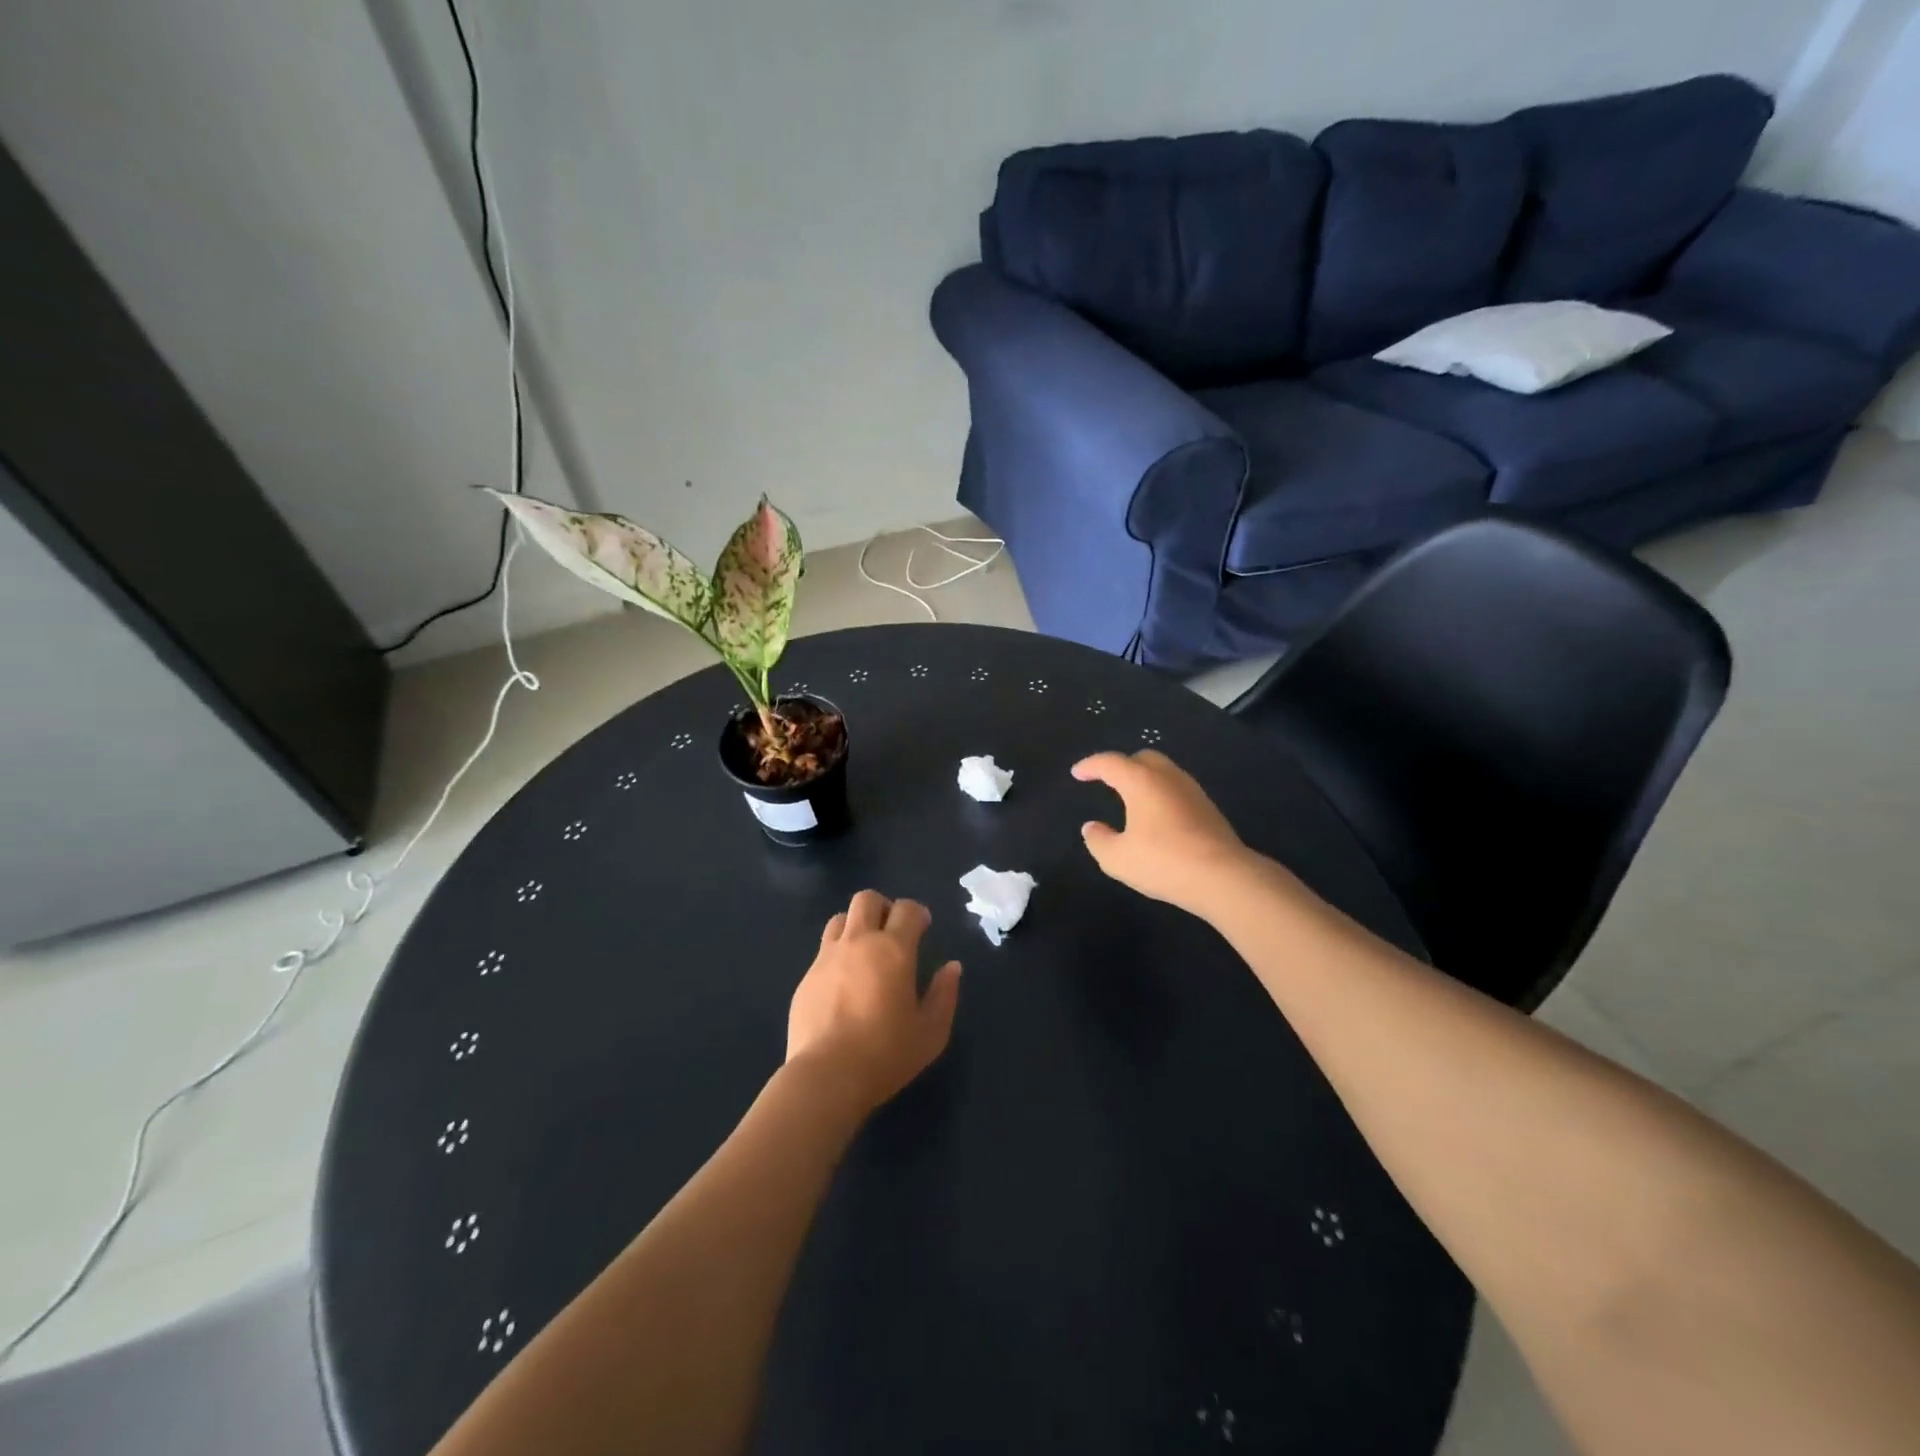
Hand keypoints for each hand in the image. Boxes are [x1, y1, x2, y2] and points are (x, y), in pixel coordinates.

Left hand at [786, 891, 961, 1116]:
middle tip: (892, 933)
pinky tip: (843, 983)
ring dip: (856, 925)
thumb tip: (952, 967)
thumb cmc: (886, 1054)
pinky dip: (837, 954)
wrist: (826, 1076)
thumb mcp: (931, 1032)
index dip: (918, 913)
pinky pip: (823, 950)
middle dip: (883, 907)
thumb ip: (945, 994)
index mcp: (893, 950)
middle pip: (866, 898)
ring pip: (840, 918)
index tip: (923, 928)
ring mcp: (827, 957)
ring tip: (865, 952)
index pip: (907, 908)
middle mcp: (859, 942)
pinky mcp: (806, 977)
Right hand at [1073, 750, 1254, 915]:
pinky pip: (1177, 790)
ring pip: (1163, 772)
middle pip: (1142, 758)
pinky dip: (1160, 794)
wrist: (1224, 877)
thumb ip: (1098, 840)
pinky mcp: (1208, 808)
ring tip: (1131, 799)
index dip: (1090, 765)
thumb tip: (1091, 827)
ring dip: (1144, 779)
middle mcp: (1168, 777)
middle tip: (1106, 781)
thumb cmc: (1164, 862)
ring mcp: (1192, 791)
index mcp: (1141, 781)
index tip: (1077, 773)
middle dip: (1121, 766)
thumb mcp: (1117, 858)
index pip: (1110, 763)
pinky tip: (1156, 817)